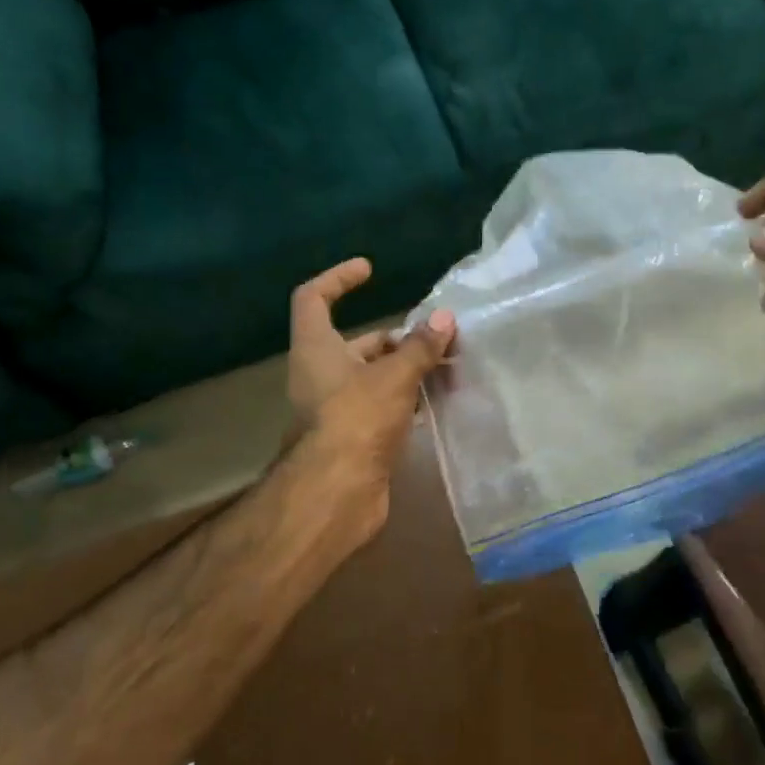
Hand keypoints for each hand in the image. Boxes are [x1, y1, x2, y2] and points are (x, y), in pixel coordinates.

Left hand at [284, 258, 455, 555]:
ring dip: (409, 370)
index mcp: (316, 348)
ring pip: (375, 377)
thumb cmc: (356, 420)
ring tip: (450, 369)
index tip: (370, 270)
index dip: (338, 278)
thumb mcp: (394, 375)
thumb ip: (420, 346)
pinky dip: (408, 400)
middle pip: (358, 343)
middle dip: (399, 338)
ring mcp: (336, 408)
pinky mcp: (353, 436)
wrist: (334, 495)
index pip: (314, 298)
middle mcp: (321, 374)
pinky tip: (439, 402)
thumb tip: (445, 318)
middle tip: (440, 340)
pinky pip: (383, 407)